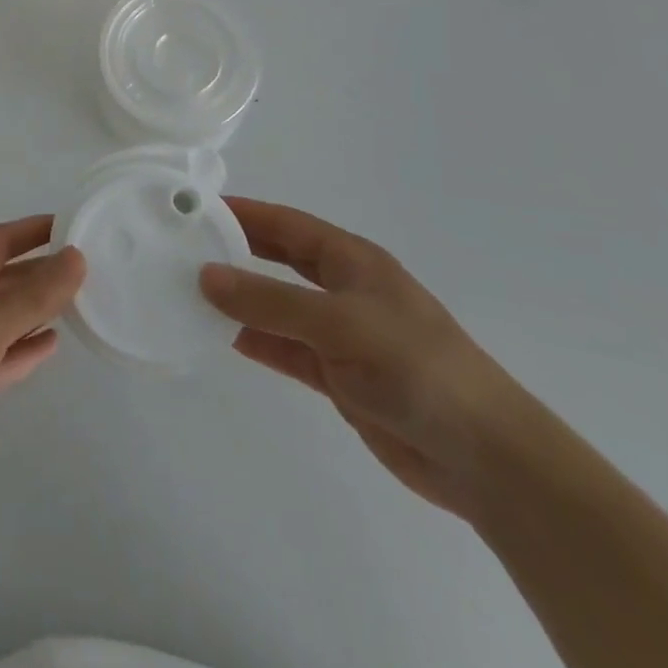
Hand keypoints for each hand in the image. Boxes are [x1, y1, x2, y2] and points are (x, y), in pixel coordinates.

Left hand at [0, 216, 84, 509]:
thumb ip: (32, 295)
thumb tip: (76, 257)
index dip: (33, 231)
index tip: (72, 225)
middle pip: (3, 277)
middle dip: (40, 270)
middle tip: (87, 266)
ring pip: (5, 316)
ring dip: (37, 307)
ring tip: (79, 299)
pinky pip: (3, 355)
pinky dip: (26, 347)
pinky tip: (53, 343)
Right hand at [200, 199, 531, 519]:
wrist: (486, 459)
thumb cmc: (416, 369)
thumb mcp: (338, 324)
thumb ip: (269, 300)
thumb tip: (204, 275)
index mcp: (352, 260)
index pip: (285, 224)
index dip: (242, 213)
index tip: (194, 207)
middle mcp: (343, 289)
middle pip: (278, 260)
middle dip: (235, 251)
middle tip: (182, 246)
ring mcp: (341, 334)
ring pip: (276, 305)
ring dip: (238, 300)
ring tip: (186, 291)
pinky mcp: (339, 376)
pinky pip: (284, 347)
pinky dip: (254, 340)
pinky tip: (218, 336)